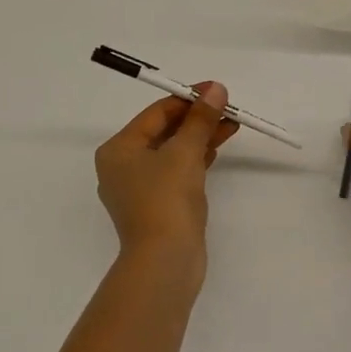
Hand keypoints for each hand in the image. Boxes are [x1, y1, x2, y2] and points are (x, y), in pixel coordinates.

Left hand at [95, 82, 237, 260]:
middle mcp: (122, 166)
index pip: (157, 113)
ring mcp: (139, 189)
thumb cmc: (166, 199)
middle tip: (228, 108)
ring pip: (172, 151)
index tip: (217, 91)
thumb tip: (216, 88)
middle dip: (197, 118)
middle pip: (164, 131)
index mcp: (118, 149)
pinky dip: (196, 158)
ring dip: (200, 136)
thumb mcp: (185, 152)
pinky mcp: (156, 206)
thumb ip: (200, 118)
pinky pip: (176, 171)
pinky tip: (217, 148)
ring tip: (231, 125)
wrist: (165, 262)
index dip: (188, 98)